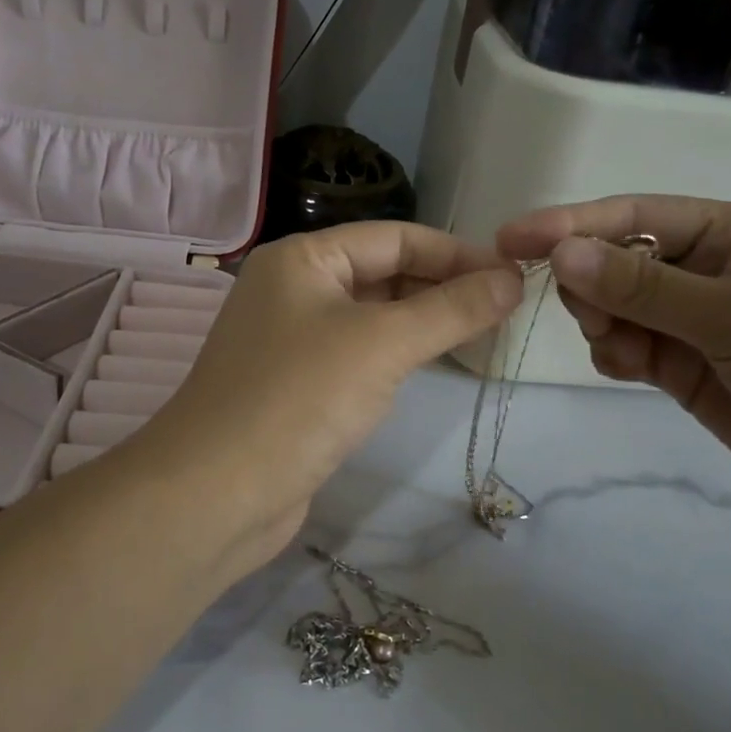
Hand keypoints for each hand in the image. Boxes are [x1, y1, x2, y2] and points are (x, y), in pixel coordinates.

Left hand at [136, 222, 522, 579]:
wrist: (216, 494)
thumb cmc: (299, 399)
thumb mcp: (383, 344)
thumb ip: (451, 308)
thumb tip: (512, 279)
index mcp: (303, 258)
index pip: (394, 237)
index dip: (456, 253)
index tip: (514, 276)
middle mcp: (294, 288)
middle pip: (383, 272)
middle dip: (443, 285)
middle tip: (507, 307)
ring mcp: (293, 338)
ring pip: (373, 314)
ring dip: (425, 319)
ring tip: (486, 330)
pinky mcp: (298, 383)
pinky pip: (360, 352)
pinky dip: (399, 352)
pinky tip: (434, 361)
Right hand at [497, 196, 730, 556]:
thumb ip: (643, 285)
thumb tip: (561, 253)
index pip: (634, 215)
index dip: (570, 223)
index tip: (511, 239)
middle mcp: (706, 268)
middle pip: (615, 258)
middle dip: (591, 283)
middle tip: (594, 317)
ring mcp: (692, 320)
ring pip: (613, 305)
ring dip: (603, 323)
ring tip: (624, 353)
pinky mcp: (681, 366)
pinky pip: (624, 346)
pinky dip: (614, 354)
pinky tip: (629, 370)